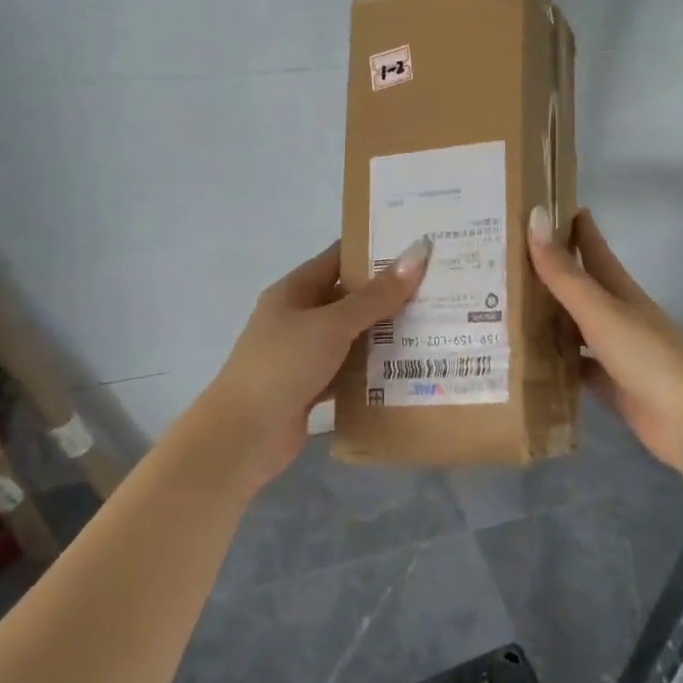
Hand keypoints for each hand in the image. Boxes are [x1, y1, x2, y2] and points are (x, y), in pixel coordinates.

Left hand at [194, 237, 430, 491]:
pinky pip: (349, 370)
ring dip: (385, 333)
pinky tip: (409, 368)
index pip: (339, 258)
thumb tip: (418, 252)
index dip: (375, 250)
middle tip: (438, 288)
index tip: (418, 247)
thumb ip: (376, 295)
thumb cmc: (283, 366)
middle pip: (349, 298)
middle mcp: (298, 317)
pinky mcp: (312, 387)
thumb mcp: (332, 325)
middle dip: (389, 294)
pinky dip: (373, 369)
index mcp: (294, 291)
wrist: (244, 436)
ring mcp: (304, 354)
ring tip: (434, 325)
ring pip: (352, 336)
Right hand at [528, 206, 682, 475]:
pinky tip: (527, 360)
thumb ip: (565, 273)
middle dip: (550, 272)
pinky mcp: (611, 385)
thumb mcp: (601, 311)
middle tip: (507, 258)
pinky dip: (554, 362)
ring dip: (548, 318)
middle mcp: (618, 317)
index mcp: (621, 292)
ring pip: (574, 328)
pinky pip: (575, 367)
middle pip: (580, 288)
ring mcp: (615, 353)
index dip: (574, 227)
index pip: (594, 250)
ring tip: (506, 306)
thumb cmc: (648, 356)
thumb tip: (533, 218)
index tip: (546, 204)